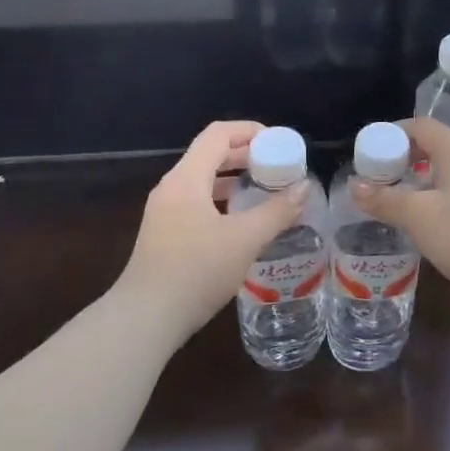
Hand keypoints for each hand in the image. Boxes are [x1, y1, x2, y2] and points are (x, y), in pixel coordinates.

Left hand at [118, 121, 309, 342]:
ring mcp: (165, 212)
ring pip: (204, 181)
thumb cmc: (195, 271)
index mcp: (186, 179)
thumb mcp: (245, 239)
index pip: (218, 135)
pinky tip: (243, 221)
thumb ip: (277, 211)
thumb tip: (305, 188)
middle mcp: (172, 188)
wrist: (145, 319)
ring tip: (266, 190)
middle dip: (247, 155)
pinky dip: (223, 200)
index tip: (279, 143)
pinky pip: (198, 202)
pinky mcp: (165, 234)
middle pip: (210, 155)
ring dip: (235, 179)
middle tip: (279, 167)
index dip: (250, 131)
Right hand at [351, 117, 449, 305]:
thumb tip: (355, 186)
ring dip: (423, 180)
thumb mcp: (417, 216)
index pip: (422, 126)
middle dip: (406, 159)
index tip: (372, 152)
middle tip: (382, 178)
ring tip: (401, 201)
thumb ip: (385, 200)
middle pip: (436, 147)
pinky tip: (431, 222)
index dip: (394, 133)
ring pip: (449, 171)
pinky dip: (440, 197)